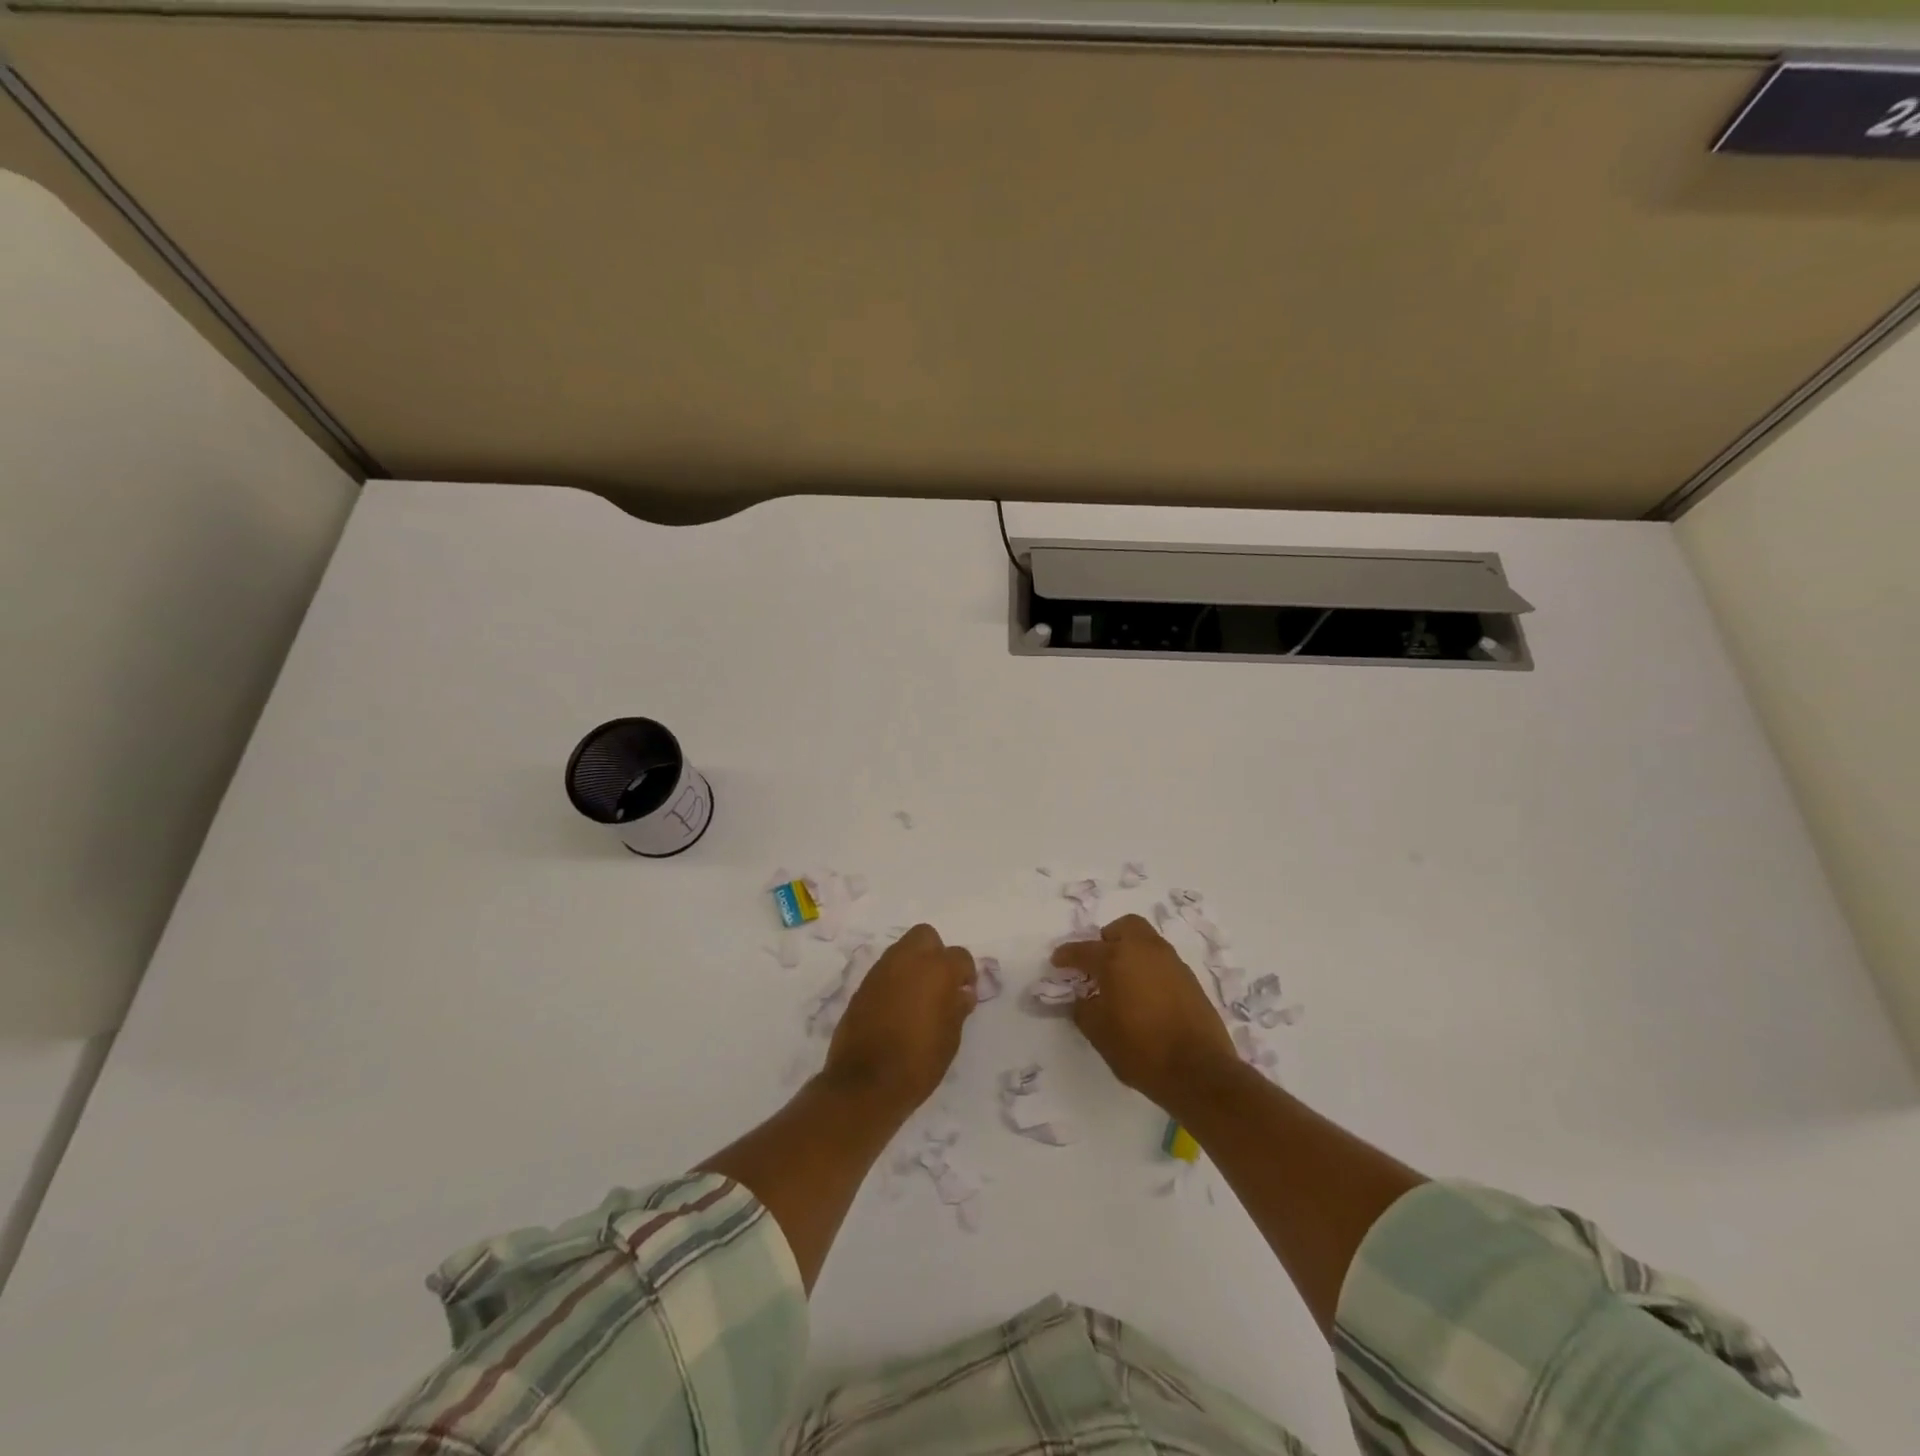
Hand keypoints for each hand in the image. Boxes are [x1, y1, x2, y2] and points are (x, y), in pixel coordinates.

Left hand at [823, 924, 976, 1112]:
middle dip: (936, 953)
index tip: (963, 994)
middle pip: (926, 936)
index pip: (960, 956)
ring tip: (918, 997)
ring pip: (902, 950)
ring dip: (913, 965)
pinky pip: (885, 971)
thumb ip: (957, 1008)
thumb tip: (961, 993)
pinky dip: (894, 980)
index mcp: (937, 969)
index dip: (966, 974)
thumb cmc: (918, 1062)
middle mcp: (908, 960)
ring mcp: (881, 970)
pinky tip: (897, 1008)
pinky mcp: (862, 985)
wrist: (864, 1083)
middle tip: (940, 984)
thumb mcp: (950, 1038)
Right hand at [1053, 914, 1237, 1112]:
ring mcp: (1171, 962)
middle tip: (1099, 962)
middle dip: (1107, 939)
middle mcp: (1144, 951)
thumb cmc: (1141, 1050)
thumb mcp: (1099, 1033)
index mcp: (1116, 959)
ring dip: (1131, 952)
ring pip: (1147, 941)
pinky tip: (1145, 994)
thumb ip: (1084, 1009)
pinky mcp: (1190, 979)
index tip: (1057, 961)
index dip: (1067, 955)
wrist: (1198, 1070)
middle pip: (1124, 927)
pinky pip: (1163, 961)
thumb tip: (1083, 998)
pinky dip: (1149, 968)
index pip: (1084, 950)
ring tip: (1123, 980)